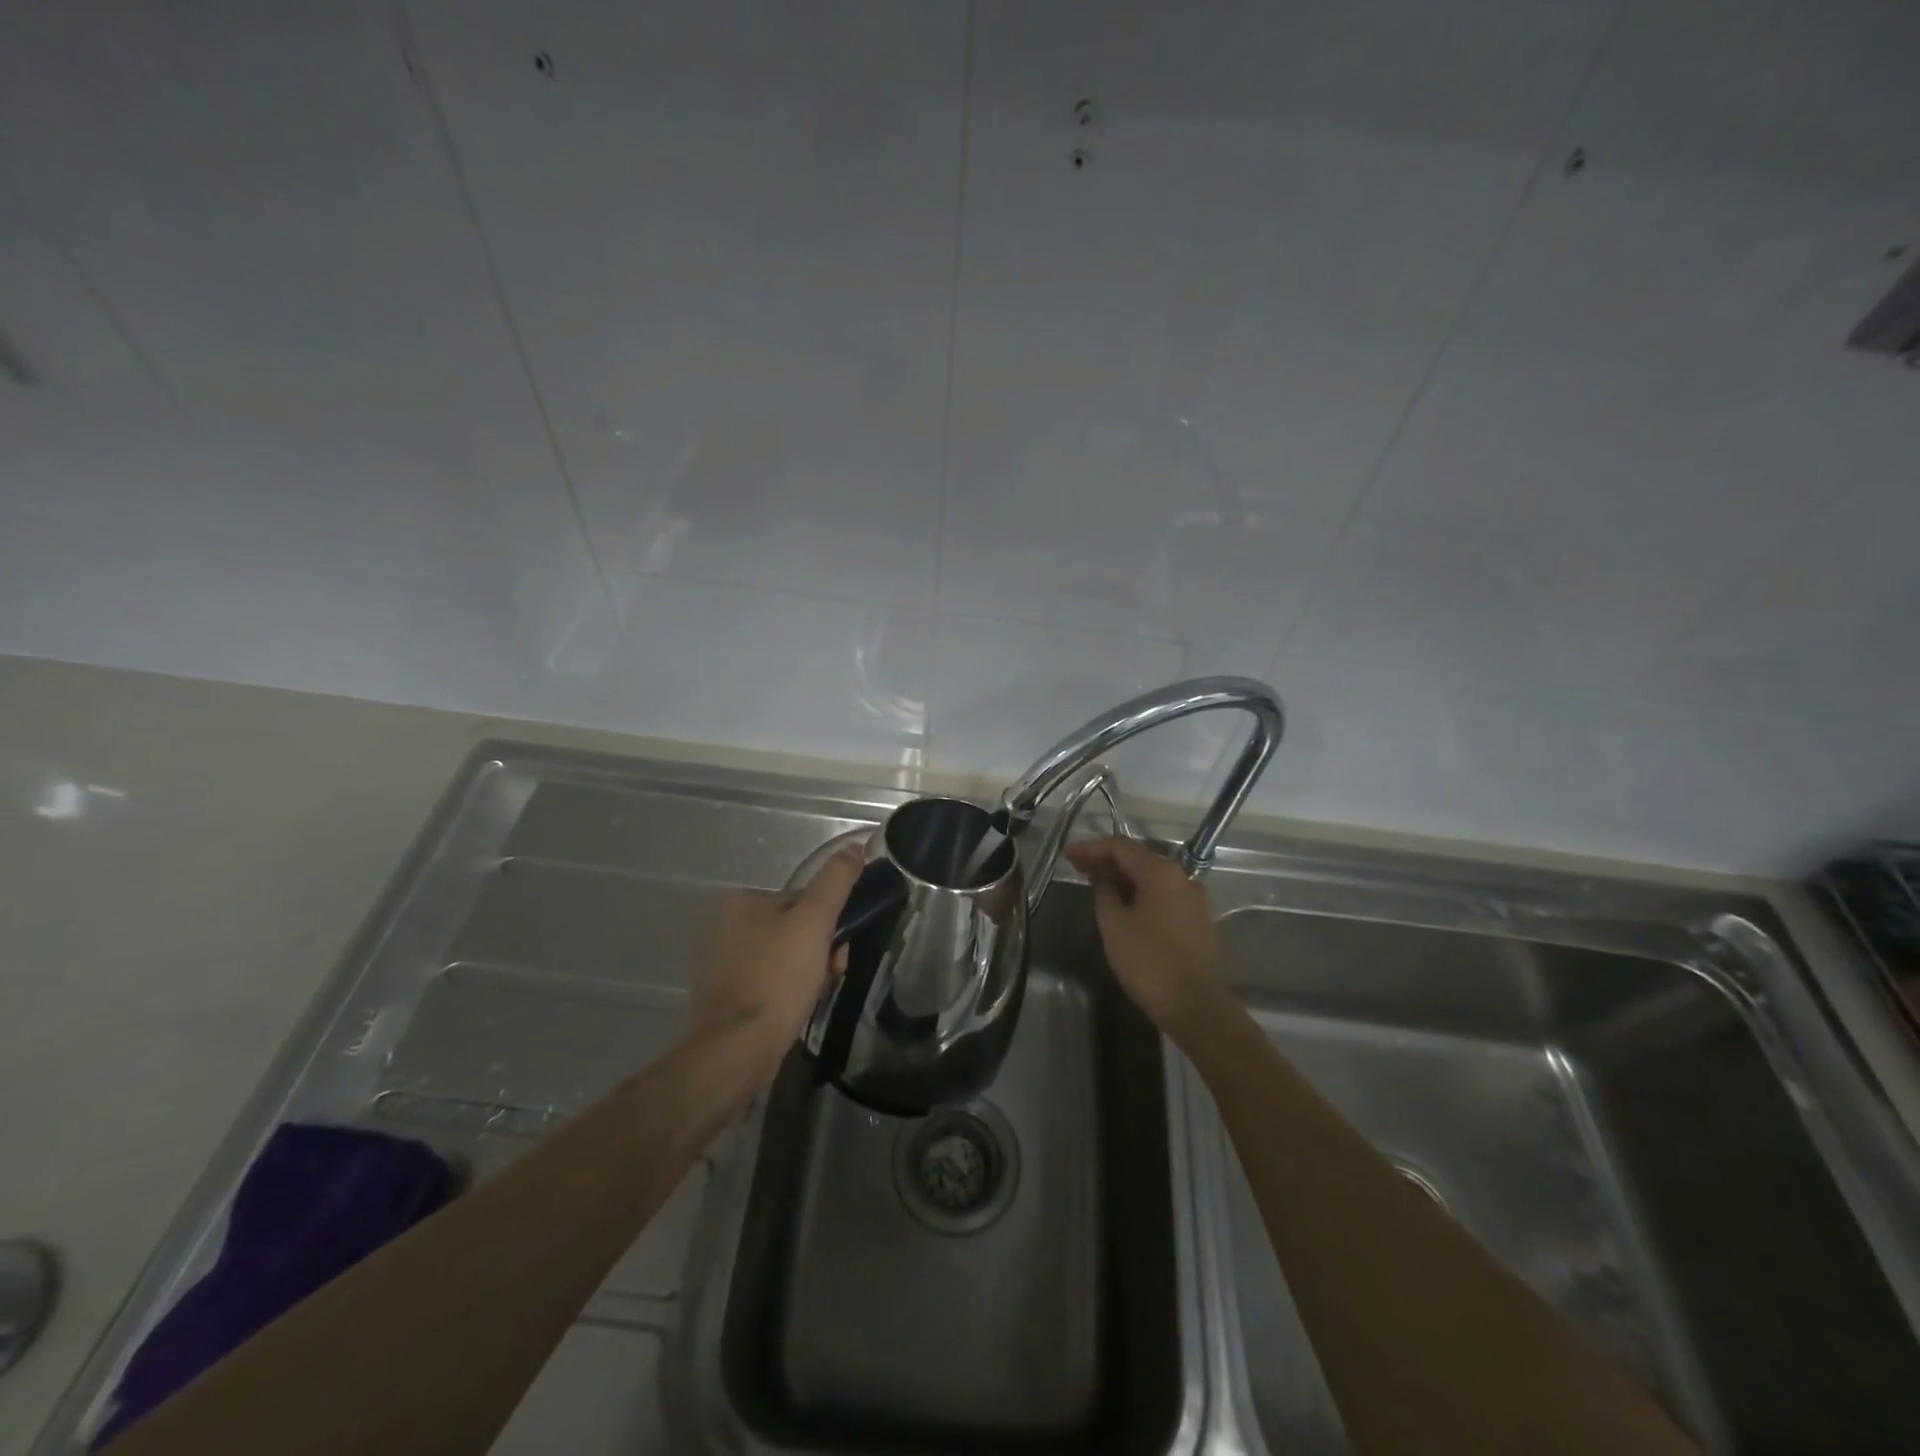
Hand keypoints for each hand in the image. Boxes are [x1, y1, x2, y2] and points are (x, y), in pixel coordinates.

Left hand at [689, 840, 865, 1082]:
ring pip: (786, 957)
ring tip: (815, 995)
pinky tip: (797, 1009)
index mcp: (743, 901)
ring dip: (810, 972)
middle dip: (821, 951)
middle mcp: (726, 926)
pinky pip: (771, 981)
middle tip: (832, 974)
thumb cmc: (778, 979)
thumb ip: (836, 881)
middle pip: (796, 928)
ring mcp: (723, 963)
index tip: (840, 950)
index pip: (804, 900)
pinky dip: (789, 991)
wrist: (737, 1050)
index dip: (830, 923)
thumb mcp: (815, 921)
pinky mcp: (725, 995)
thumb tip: (855, 846)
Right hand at [1064, 835, 1224, 1040]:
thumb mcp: (1113, 924)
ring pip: (1152, 878)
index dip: (1091, 848)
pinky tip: (1123, 904)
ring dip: (1123, 878)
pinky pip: (1163, 895)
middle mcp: (1182, 877)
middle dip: (1107, 861)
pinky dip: (1140, 893)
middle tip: (1078, 867)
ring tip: (1096, 884)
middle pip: (1139, 859)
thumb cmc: (1148, 961)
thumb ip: (1104, 892)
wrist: (1195, 1005)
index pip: (1121, 846)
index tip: (1068, 854)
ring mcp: (1194, 899)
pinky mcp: (1198, 920)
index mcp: (1161, 872)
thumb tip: (1104, 879)